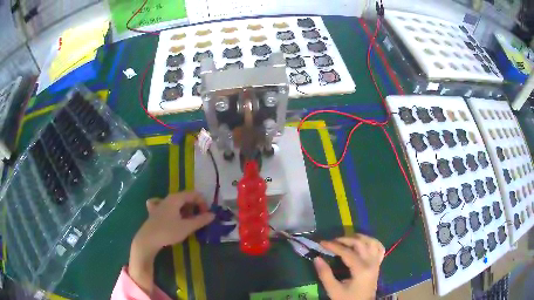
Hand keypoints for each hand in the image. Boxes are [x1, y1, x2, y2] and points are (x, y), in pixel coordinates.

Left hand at [129, 192, 214, 293]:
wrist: (148, 240)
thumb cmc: (168, 232)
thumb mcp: (187, 227)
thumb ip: (200, 220)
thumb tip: (213, 215)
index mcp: (176, 198)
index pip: (194, 194)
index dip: (203, 203)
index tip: (207, 216)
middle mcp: (167, 198)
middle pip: (185, 198)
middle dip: (195, 207)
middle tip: (200, 220)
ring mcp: (160, 204)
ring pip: (176, 202)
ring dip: (185, 210)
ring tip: (188, 221)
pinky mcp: (154, 212)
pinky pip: (165, 206)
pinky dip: (172, 209)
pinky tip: (171, 215)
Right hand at [314, 234, 384, 299]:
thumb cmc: (347, 299)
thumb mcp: (333, 290)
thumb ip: (325, 274)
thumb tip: (317, 258)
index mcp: (361, 270)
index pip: (347, 252)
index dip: (334, 246)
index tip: (322, 243)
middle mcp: (371, 262)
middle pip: (360, 243)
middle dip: (345, 239)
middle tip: (332, 241)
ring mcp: (377, 262)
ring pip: (371, 242)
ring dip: (359, 238)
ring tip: (346, 240)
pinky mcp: (378, 264)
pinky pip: (379, 248)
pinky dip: (372, 242)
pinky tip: (363, 243)